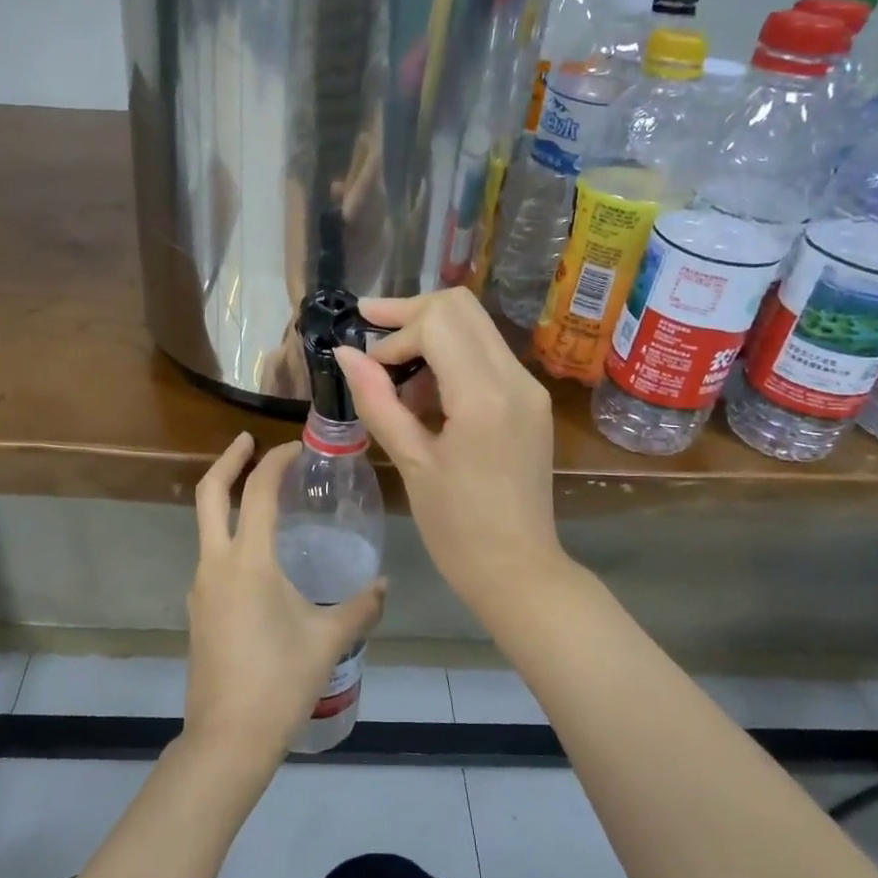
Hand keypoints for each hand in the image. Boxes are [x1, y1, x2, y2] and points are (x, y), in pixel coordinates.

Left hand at [183, 434, 385, 772]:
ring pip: (206, 525)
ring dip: (227, 500)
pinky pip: (212, 556)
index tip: (295, 447)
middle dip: (228, 461)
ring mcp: (201, 587)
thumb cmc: (280, 682)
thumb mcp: (328, 640)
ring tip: (264, 497)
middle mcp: (216, 564)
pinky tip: (260, 556)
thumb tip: (384, 584)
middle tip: (249, 441)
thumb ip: (361, 607)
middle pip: (209, 494)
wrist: (227, 738)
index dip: (275, 462)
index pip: (257, 491)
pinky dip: (230, 536)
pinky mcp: (199, 609)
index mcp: (248, 561)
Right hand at [333, 289, 565, 615]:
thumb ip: (377, 401)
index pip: (437, 322)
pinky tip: (426, 395)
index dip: (393, 335)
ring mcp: (529, 389)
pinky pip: (487, 356)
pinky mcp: (530, 402)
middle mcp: (515, 379)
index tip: (368, 368)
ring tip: (396, 378)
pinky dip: (452, 358)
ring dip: (431, 335)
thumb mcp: (411, 462)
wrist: (519, 571)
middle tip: (370, 330)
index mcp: (484, 396)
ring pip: (476, 326)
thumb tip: (346, 355)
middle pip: (461, 307)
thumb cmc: (457, 527)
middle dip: (411, 313)